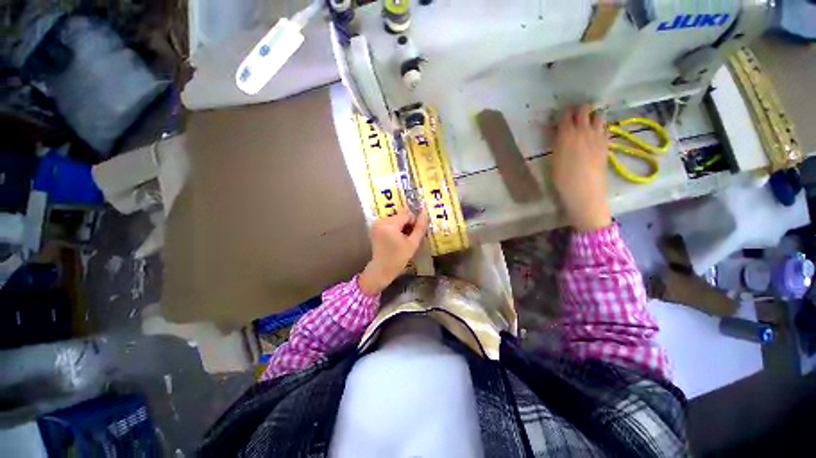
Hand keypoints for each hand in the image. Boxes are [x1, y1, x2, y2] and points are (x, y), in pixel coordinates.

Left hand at [358, 209, 429, 296]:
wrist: (382, 270)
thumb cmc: (398, 258)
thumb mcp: (413, 243)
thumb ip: (420, 227)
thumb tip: (425, 213)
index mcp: (389, 224)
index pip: (407, 215)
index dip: (414, 224)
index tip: (415, 236)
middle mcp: (381, 221)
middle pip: (400, 217)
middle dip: (407, 226)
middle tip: (409, 239)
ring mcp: (377, 224)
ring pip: (396, 220)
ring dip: (401, 227)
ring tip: (402, 240)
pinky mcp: (375, 228)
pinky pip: (389, 223)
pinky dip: (395, 229)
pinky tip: (396, 240)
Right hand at [550, 104, 611, 231]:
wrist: (585, 191)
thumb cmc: (562, 179)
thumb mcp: (553, 160)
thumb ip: (557, 142)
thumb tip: (558, 132)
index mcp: (566, 135)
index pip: (566, 114)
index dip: (563, 112)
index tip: (560, 115)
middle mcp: (584, 131)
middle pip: (584, 109)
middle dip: (578, 110)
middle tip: (573, 117)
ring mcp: (598, 136)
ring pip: (598, 115)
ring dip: (591, 116)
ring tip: (585, 124)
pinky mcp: (606, 144)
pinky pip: (604, 128)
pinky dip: (599, 127)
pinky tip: (594, 134)